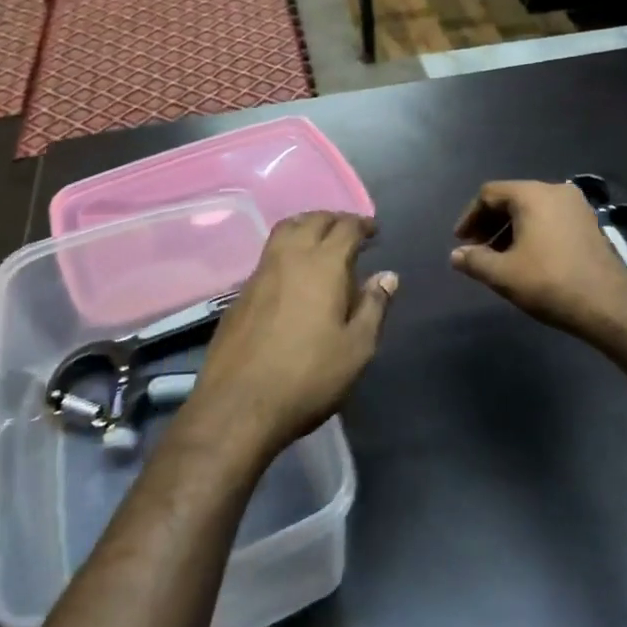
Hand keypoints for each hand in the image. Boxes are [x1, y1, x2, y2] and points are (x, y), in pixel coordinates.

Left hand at [185, 212, 396, 462]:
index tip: (374, 231)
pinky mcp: (240, 293)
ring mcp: (260, 273)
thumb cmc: (308, 377)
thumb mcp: (356, 348)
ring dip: (306, 226)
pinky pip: (269, 255)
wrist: (239, 405)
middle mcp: (289, 258)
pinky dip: (287, 249)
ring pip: (285, 231)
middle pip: (312, 221)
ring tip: (321, 241)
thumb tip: (387, 275)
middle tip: (350, 232)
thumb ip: (374, 306)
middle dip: (334, 220)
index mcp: (323, 265)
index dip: (362, 225)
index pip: (345, 228)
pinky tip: (293, 273)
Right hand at [451, 180, 626, 336]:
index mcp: (532, 195)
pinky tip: (527, 258)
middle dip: (490, 223)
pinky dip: (532, 232)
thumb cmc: (550, 282)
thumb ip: (474, 261)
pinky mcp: (589, 224)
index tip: (461, 242)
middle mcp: (556, 191)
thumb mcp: (503, 275)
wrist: (608, 305)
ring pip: (532, 210)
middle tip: (477, 249)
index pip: (489, 194)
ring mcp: (577, 207)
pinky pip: (550, 219)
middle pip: (512, 199)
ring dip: (510, 230)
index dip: (470, 217)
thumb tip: (456, 255)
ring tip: (499, 258)